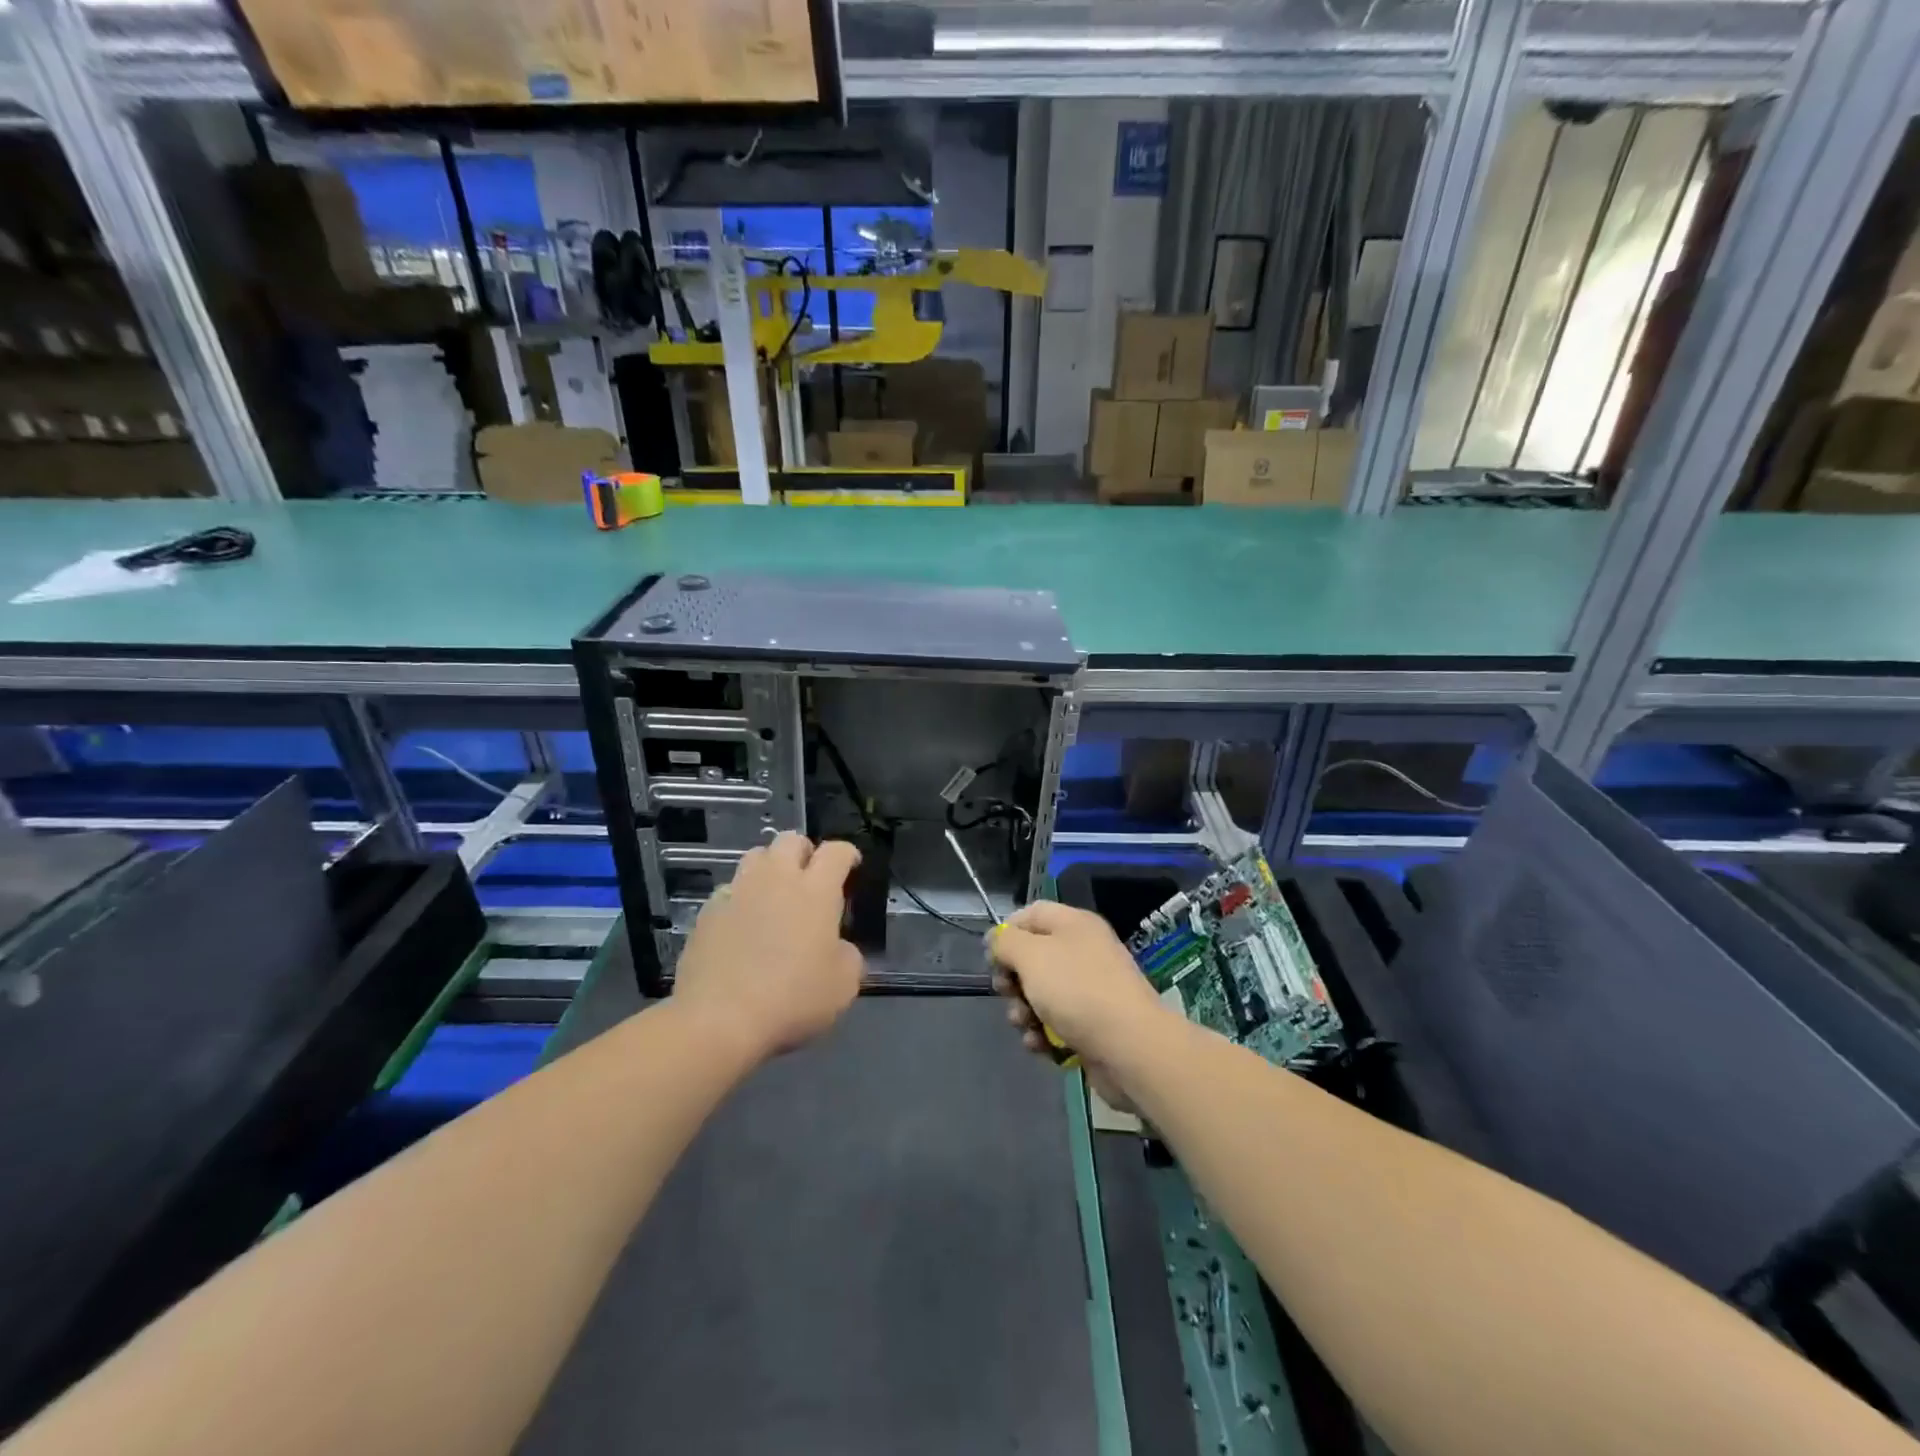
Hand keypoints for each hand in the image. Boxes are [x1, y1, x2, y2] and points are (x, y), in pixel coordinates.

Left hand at [674, 833, 863, 1060]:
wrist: (719, 1020)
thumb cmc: (792, 999)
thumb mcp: (843, 985)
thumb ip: (848, 957)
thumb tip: (838, 949)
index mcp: (816, 891)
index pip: (835, 852)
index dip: (847, 853)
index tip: (851, 864)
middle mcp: (776, 880)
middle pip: (791, 840)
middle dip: (805, 851)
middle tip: (810, 876)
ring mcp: (737, 892)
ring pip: (755, 857)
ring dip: (770, 868)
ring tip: (775, 894)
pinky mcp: (707, 912)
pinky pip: (729, 891)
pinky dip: (740, 899)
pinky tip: (743, 924)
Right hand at [989, 901, 1170, 1084]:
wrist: (1130, 1048)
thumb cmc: (1077, 991)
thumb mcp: (1032, 956)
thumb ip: (1006, 941)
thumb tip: (996, 938)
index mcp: (1074, 924)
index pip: (1032, 914)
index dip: (1007, 931)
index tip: (991, 956)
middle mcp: (1083, 952)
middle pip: (1033, 957)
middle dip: (1012, 978)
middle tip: (1006, 992)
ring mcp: (1089, 990)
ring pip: (1041, 994)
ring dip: (1023, 1010)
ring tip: (1024, 1024)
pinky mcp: (1092, 1025)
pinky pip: (1056, 1023)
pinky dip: (1043, 1033)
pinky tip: (1040, 1045)